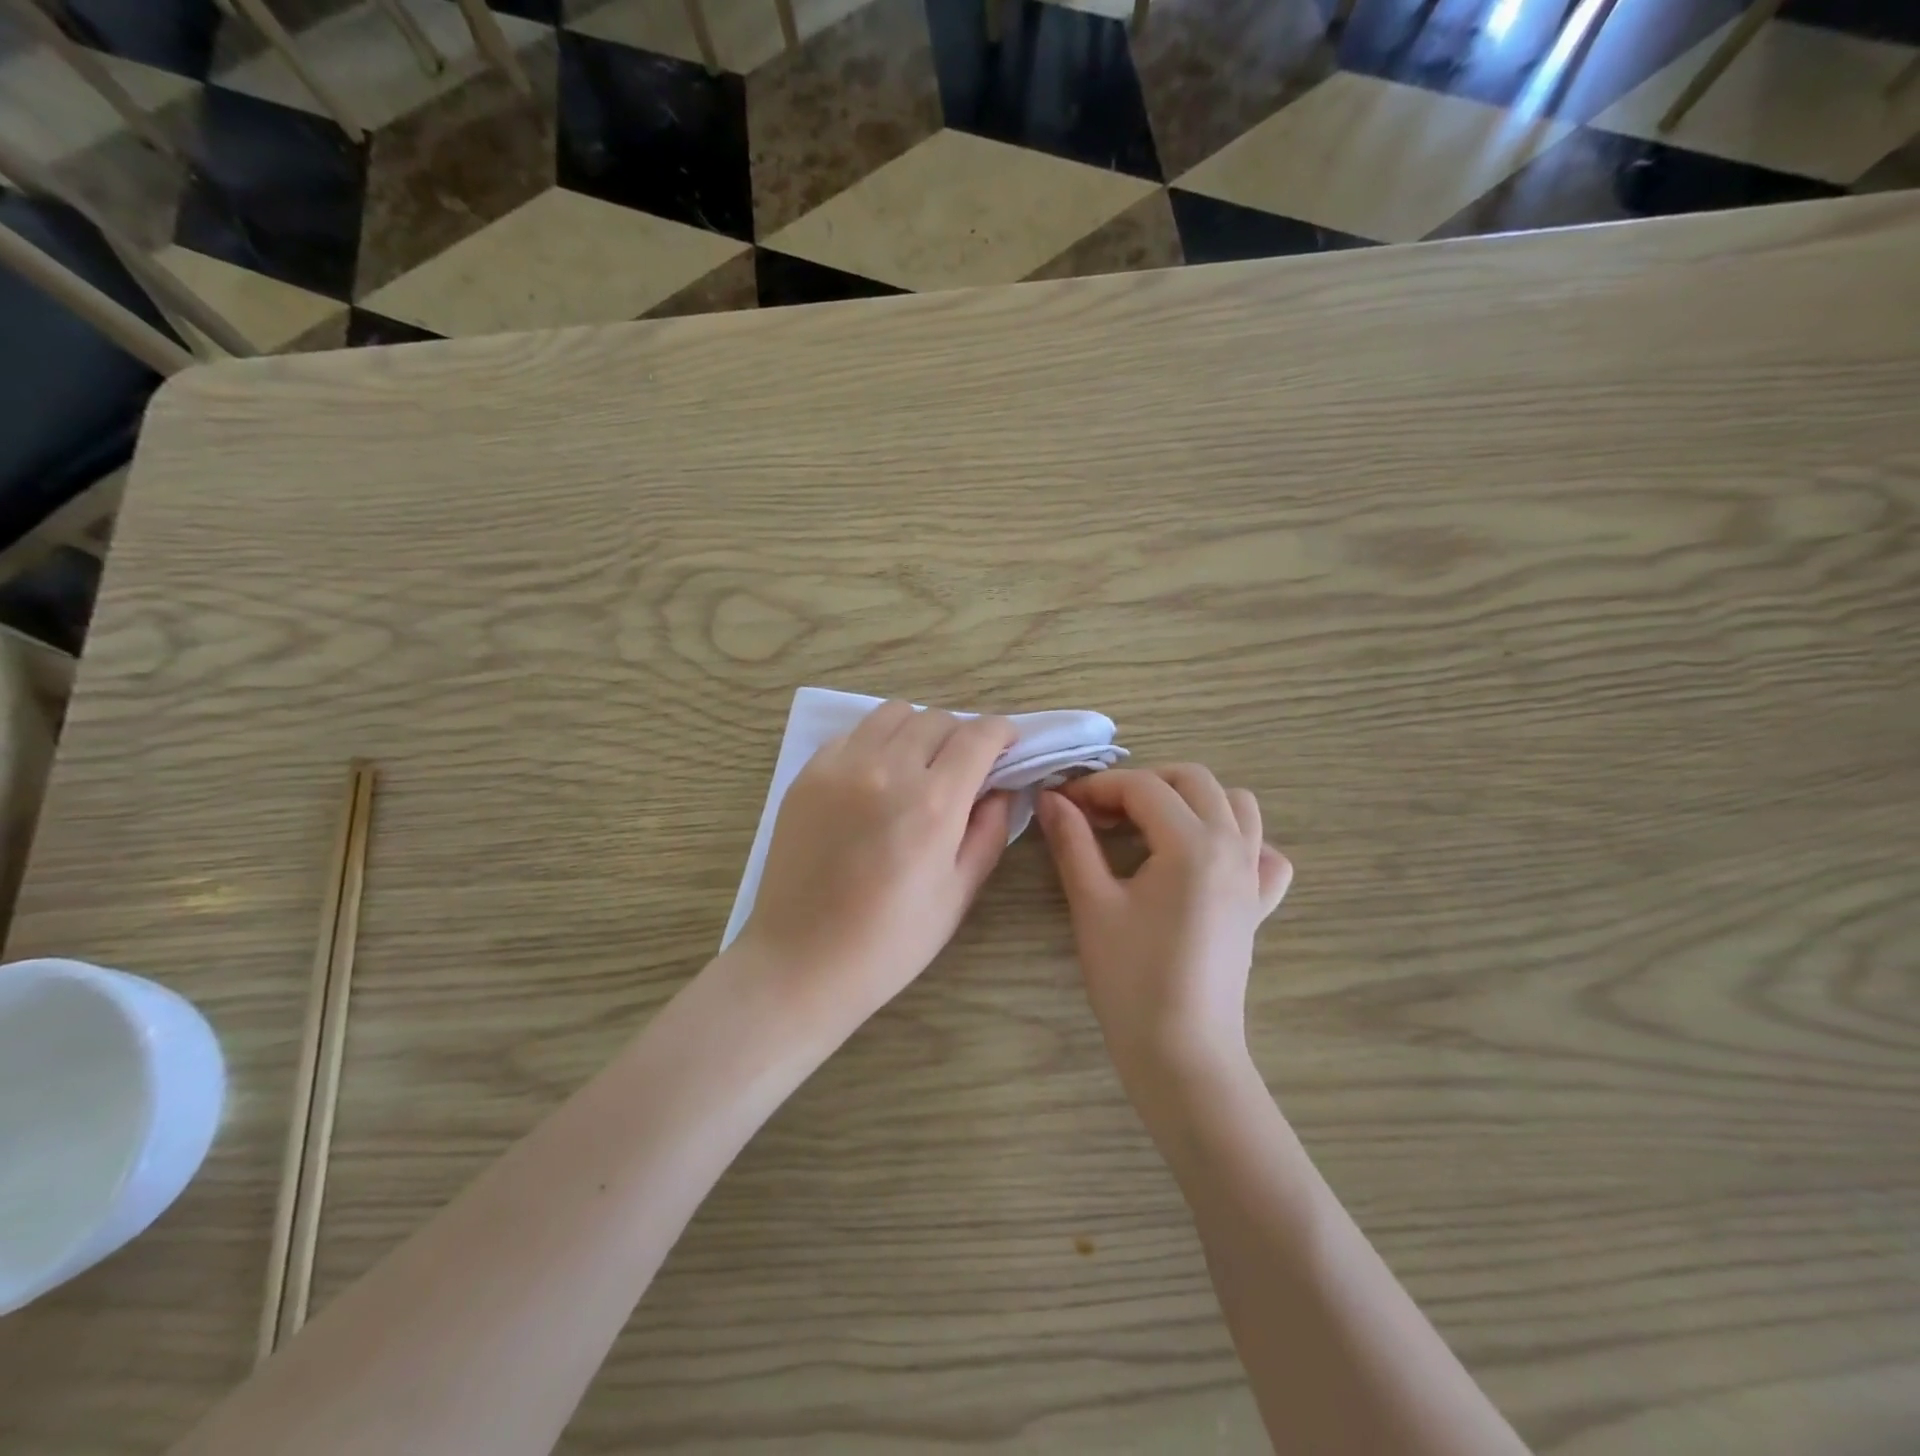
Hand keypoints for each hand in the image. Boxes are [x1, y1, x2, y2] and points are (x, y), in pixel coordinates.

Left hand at [740, 701, 1016, 1031]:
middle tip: (964, 768)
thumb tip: (1000, 790)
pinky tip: (874, 779)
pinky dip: (876, 743)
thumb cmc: (890, 941)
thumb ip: (988, 832)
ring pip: (893, 714)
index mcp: (933, 803)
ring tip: (918, 766)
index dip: (1002, 732)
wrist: (801, 961)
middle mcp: (888, 770)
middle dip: (962, 735)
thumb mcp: (958, 894)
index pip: (978, 736)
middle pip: (937, 719)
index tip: (1008, 745)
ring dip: (918, 731)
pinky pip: (854, 734)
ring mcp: (841, 766)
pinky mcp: (809, 774)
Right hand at [1036, 765, 1291, 1091]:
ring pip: (1236, 804)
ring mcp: (1252, 875)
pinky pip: (1263, 852)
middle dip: (1143, 782)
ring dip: (1191, 799)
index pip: (1143, 786)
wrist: (1182, 1052)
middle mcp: (1232, 846)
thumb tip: (1050, 798)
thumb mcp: (1092, 903)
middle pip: (1193, 779)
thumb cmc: (1131, 978)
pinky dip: (1237, 839)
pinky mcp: (1258, 904)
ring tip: (1150, 825)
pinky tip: (1204, 859)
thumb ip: (1072, 842)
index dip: (1097, 786)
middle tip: (1101, 811)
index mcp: (1192, 843)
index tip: (1063, 802)